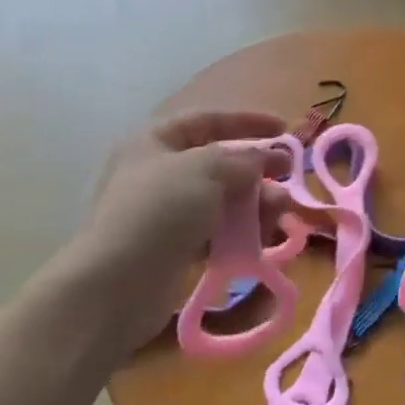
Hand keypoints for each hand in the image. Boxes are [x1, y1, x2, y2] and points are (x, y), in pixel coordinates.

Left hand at [57, 109, 290, 355]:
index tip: (283, 129)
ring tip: (278, 214)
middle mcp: (158, 172)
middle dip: (256, 170)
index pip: (207, 119)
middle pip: (218, 163)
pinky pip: (215, 232)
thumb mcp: (205, 169)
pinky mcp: (173, 248)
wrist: (116, 285)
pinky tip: (261, 241)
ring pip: (221, 200)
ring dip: (254, 204)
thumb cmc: (159, 210)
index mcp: (155, 141)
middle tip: (288, 178)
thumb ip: (242, 158)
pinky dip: (239, 233)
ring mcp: (165, 213)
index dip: (246, 121)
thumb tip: (266, 157)